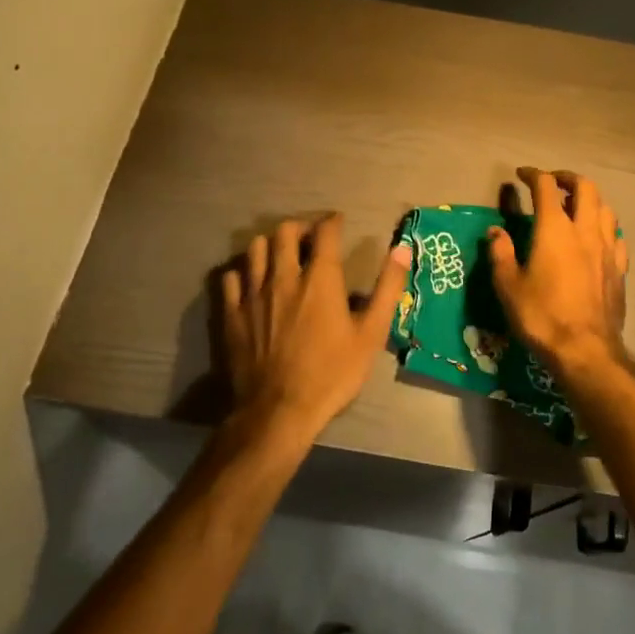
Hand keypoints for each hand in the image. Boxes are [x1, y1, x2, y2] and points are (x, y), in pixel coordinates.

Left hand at [219, 214, 411, 441]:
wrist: (278, 412)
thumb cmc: (331, 374)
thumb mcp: (371, 335)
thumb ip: (387, 289)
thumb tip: (402, 248)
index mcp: (320, 279)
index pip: (325, 232)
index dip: (333, 221)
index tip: (338, 223)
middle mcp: (284, 277)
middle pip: (285, 232)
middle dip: (300, 227)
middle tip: (310, 238)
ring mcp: (253, 294)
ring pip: (255, 248)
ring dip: (270, 245)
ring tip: (280, 255)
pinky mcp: (232, 313)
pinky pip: (231, 276)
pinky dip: (243, 271)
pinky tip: (252, 281)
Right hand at [488, 168, 629, 379]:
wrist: (586, 351)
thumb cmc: (541, 316)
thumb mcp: (508, 286)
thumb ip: (500, 253)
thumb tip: (496, 232)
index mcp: (554, 229)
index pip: (545, 187)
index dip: (533, 175)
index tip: (521, 175)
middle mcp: (584, 230)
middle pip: (585, 188)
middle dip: (567, 178)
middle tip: (552, 183)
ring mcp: (607, 249)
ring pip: (605, 209)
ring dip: (590, 200)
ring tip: (575, 207)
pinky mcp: (619, 270)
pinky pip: (616, 237)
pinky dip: (604, 228)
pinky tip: (597, 238)